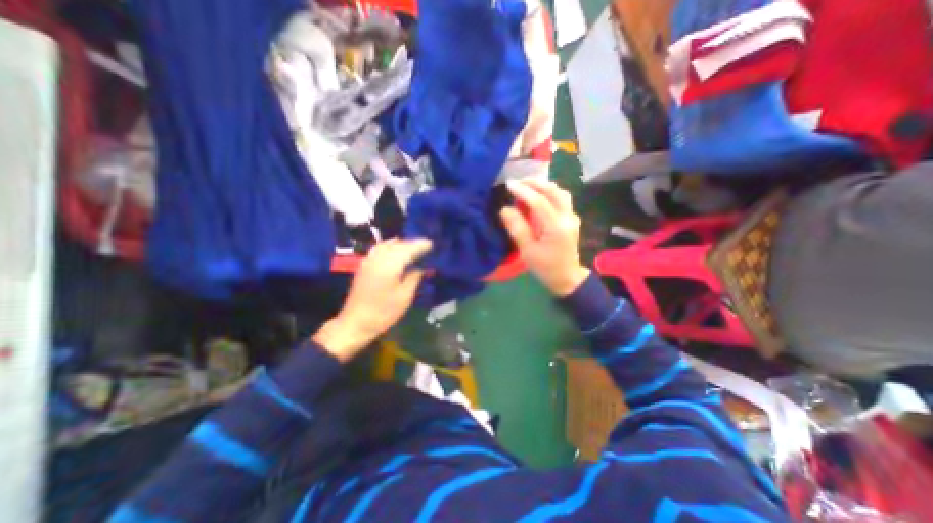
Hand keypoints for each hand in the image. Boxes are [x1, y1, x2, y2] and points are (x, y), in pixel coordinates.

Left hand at [311, 240, 432, 361]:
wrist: (355, 322)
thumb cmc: (383, 312)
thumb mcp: (405, 297)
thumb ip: (414, 278)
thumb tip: (420, 267)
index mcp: (390, 265)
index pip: (408, 249)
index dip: (420, 245)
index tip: (432, 243)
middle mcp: (378, 258)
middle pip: (398, 244)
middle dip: (412, 243)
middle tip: (425, 246)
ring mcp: (369, 260)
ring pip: (387, 244)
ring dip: (401, 244)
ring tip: (412, 247)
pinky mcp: (364, 265)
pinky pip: (379, 249)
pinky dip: (390, 246)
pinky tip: (396, 251)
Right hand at [500, 180, 583, 296]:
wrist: (567, 278)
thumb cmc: (545, 267)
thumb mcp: (527, 251)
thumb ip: (517, 228)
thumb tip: (505, 209)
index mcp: (556, 227)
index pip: (540, 202)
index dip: (523, 191)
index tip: (509, 184)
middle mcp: (568, 217)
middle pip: (553, 191)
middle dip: (534, 183)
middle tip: (517, 182)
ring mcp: (572, 217)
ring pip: (560, 192)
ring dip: (543, 186)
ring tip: (527, 186)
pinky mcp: (572, 218)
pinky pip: (562, 198)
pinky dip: (549, 192)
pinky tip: (539, 196)